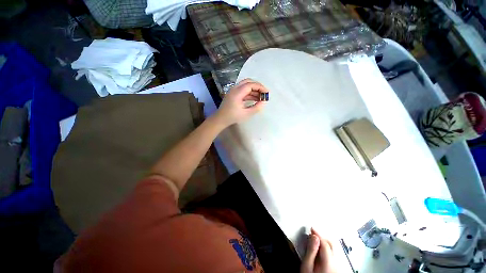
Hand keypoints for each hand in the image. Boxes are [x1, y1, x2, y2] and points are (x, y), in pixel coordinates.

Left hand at [215, 78, 268, 126]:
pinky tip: (255, 99)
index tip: (267, 93)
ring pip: (246, 86)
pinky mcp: (233, 94)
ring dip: (254, 90)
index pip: (251, 84)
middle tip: (264, 93)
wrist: (221, 119)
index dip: (260, 87)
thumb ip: (256, 107)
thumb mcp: (246, 114)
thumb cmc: (233, 117)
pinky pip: (243, 90)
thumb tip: (264, 102)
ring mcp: (233, 91)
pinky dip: (250, 93)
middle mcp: (235, 88)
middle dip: (257, 87)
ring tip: (261, 98)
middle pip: (248, 82)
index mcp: (237, 92)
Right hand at [301, 228, 336, 272]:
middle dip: (323, 237)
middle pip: (332, 245)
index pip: (325, 243)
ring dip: (325, 242)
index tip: (311, 228)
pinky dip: (327, 248)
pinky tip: (321, 249)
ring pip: (334, 249)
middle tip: (313, 233)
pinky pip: (334, 254)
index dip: (318, 234)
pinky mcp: (338, 269)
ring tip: (315, 239)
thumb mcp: (306, 267)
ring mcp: (338, 267)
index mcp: (329, 263)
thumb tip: (314, 236)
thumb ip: (311, 251)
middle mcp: (337, 264)